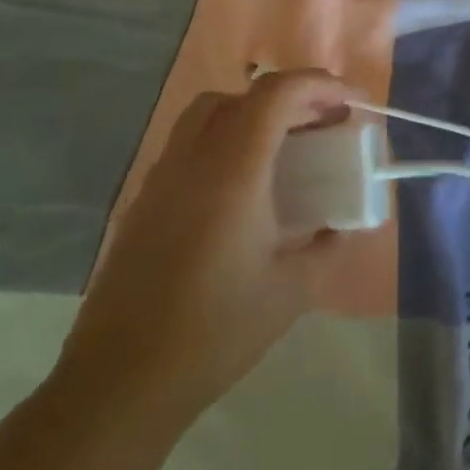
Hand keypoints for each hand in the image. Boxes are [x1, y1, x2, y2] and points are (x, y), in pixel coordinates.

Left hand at [57, 70, 350, 427]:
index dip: (319, 84)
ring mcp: (160, 181)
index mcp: (233, 172)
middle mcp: (192, 162)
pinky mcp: (142, 206)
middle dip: (288, 99)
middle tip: (320, 125)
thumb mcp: (292, 291)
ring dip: (252, 117)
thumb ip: (327, 247)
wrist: (118, 385)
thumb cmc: (214, 333)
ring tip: (283, 153)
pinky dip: (223, 145)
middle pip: (241, 96)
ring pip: (207, 118)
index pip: (277, 93)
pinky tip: (241, 194)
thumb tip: (341, 226)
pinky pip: (188, 150)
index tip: (350, 103)